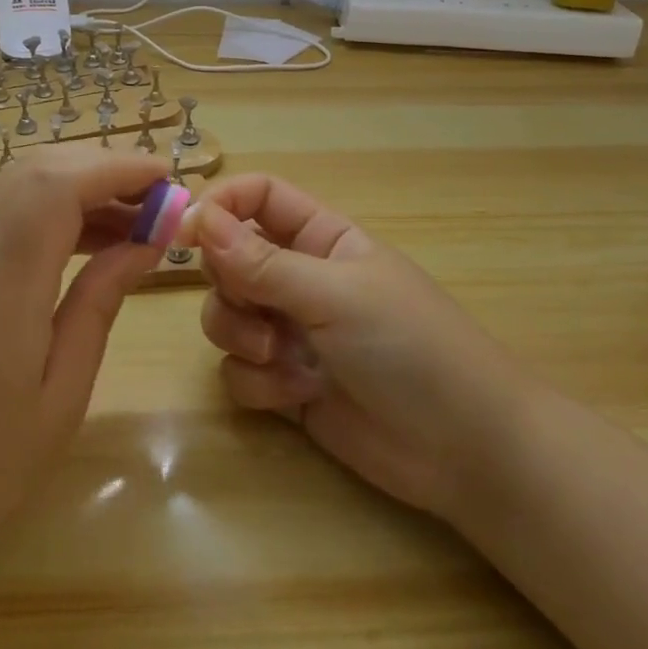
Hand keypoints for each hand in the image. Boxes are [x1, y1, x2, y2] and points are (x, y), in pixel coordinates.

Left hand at [0, 147, 171, 591]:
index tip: (170, 182)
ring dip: (83, 185)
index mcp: (1, 284)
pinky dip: (57, 209)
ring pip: (23, 184)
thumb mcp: (59, 397)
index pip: (59, 184)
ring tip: (138, 222)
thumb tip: (145, 244)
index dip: (118, 167)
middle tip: (160, 201)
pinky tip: (92, 243)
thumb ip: (99, 305)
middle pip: (40, 169)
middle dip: (106, 168)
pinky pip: (11, 213)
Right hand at [181, 174, 516, 523]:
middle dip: (228, 285)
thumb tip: (198, 218)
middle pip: (228, 259)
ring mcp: (290, 332)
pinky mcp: (284, 383)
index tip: (184, 233)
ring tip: (280, 359)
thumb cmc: (409, 346)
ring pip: (225, 315)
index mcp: (320, 237)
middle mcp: (299, 278)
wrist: (464, 450)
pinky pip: (238, 370)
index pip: (257, 198)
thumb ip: (261, 261)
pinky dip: (258, 382)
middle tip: (253, 306)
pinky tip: (297, 395)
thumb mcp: (335, 293)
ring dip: (240, 336)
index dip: (219, 207)